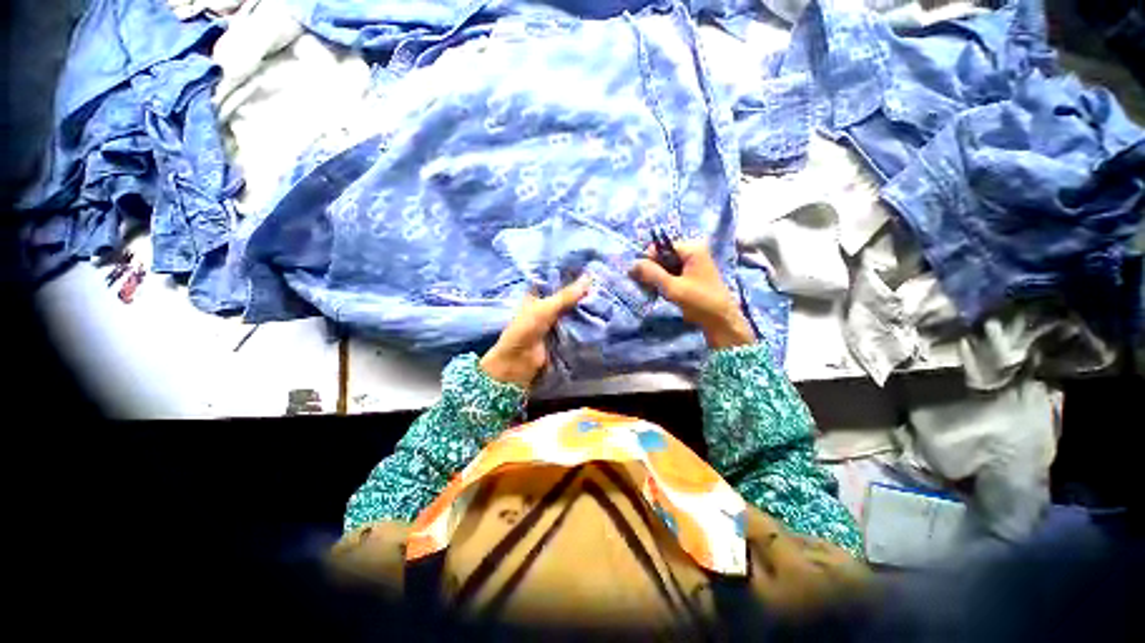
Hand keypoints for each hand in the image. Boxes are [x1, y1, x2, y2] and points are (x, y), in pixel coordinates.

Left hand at [480, 276, 591, 387]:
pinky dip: (585, 321)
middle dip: (581, 291)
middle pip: (566, 296)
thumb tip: (590, 277)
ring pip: (572, 310)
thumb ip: (567, 295)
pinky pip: (575, 324)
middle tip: (602, 281)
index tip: (588, 267)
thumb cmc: (526, 329)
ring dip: (585, 306)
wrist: (520, 361)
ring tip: (605, 294)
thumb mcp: (546, 308)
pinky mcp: (562, 334)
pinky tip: (600, 313)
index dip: (568, 274)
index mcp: (536, 295)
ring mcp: (554, 321)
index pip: (554, 280)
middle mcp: (545, 306)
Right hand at [630, 240, 755, 349]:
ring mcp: (692, 264)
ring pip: (665, 266)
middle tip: (650, 287)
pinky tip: (662, 293)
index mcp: (691, 248)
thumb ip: (651, 274)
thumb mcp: (672, 288)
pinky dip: (664, 282)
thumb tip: (631, 265)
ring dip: (657, 278)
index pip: (660, 247)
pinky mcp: (691, 275)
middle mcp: (692, 251)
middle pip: (662, 256)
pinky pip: (671, 273)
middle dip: (653, 271)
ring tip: (656, 292)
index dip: (649, 261)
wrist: (721, 321)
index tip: (643, 278)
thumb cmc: (700, 302)